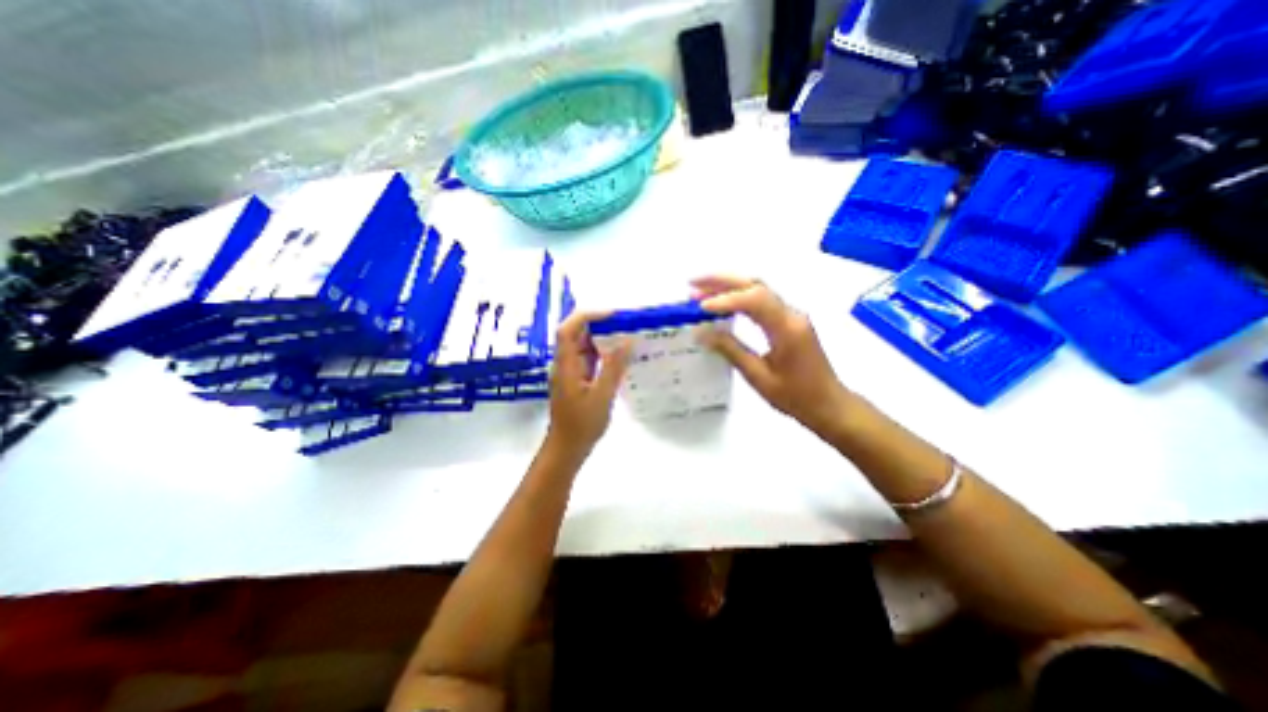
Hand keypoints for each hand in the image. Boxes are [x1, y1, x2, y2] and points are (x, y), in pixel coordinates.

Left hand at [545, 310, 626, 454]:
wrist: (567, 448)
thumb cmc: (582, 424)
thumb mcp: (602, 395)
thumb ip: (614, 367)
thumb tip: (627, 341)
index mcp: (566, 365)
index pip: (568, 329)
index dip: (587, 316)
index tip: (612, 314)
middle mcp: (565, 363)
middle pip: (576, 334)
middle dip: (598, 324)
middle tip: (624, 323)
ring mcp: (570, 372)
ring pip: (583, 346)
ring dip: (601, 338)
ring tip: (625, 335)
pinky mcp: (576, 380)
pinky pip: (588, 359)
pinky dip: (602, 353)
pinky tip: (619, 356)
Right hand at [690, 276, 857, 441]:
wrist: (828, 404)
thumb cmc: (795, 397)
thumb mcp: (758, 377)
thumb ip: (731, 351)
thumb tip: (703, 333)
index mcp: (787, 328)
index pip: (754, 300)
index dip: (725, 300)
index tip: (700, 308)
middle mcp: (791, 314)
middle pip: (755, 285)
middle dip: (722, 281)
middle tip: (693, 284)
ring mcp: (792, 315)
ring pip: (758, 289)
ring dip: (728, 286)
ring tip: (700, 291)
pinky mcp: (789, 320)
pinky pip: (761, 301)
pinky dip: (738, 297)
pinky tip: (722, 303)